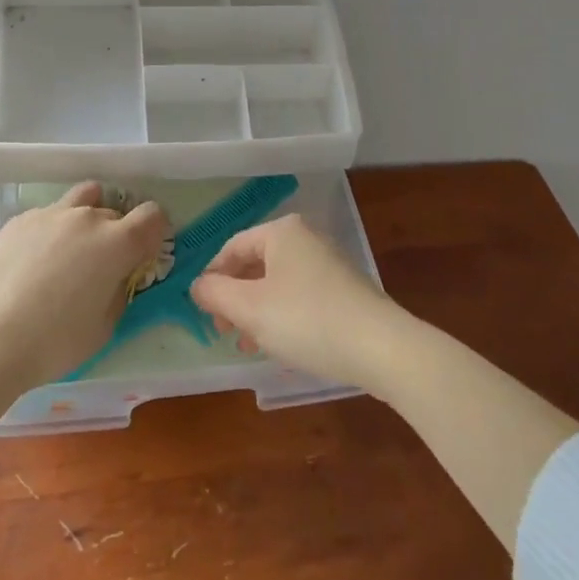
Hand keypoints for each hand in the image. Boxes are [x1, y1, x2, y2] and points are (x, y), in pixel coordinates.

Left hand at [0, 182, 168, 387]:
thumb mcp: (104, 326)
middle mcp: (88, 218)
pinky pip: (49, 215)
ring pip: (82, 199)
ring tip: (72, 248)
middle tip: (102, 266)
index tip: (143, 254)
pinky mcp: (20, 220)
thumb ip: (118, 291)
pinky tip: (35, 260)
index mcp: (118, 243)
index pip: (153, 215)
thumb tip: (115, 277)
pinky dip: (52, 230)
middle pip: (116, 213)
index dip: (154, 233)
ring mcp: (51, 214)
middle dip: (117, 234)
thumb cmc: (55, 341)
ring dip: (86, 217)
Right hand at [192, 214, 407, 389]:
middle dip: (235, 299)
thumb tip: (197, 285)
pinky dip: (283, 317)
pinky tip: (281, 346)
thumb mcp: (249, 308)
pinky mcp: (345, 290)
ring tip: (249, 345)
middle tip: (225, 331)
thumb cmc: (306, 320)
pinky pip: (301, 297)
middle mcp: (306, 239)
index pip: (232, 248)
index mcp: (282, 232)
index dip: (212, 279)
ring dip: (257, 312)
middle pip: (255, 265)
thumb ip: (215, 294)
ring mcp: (329, 264)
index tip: (204, 313)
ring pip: (277, 284)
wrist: (381, 347)